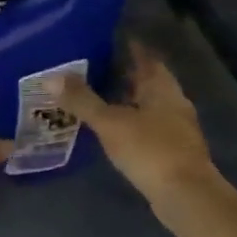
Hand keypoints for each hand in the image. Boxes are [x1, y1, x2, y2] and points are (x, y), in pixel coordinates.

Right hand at [58, 42, 215, 202]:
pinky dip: (131, 123)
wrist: (186, 196)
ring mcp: (176, 128)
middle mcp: (173, 102)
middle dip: (124, 74)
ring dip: (127, 101)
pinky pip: (148, 128)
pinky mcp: (173, 151)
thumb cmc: (150, 150)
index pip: (145, 57)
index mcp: (162, 87)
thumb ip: (82, 100)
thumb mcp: (110, 123)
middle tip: (93, 68)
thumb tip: (50, 77)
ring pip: (148, 105)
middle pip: (147, 81)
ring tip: (98, 98)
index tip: (106, 40)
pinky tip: (113, 130)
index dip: (128, 47)